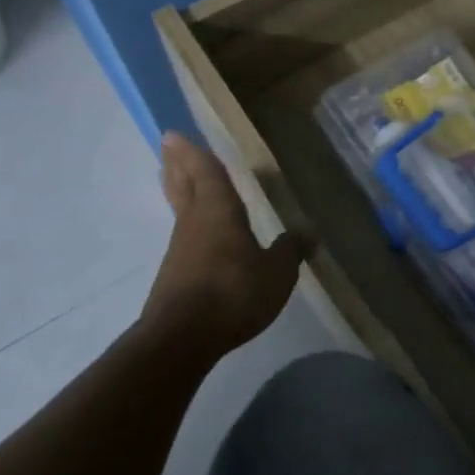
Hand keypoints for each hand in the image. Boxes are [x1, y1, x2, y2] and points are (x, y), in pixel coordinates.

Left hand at [140, 133, 307, 359]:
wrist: (181, 339)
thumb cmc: (233, 293)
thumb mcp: (277, 273)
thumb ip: (290, 250)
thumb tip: (307, 232)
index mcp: (218, 211)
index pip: (206, 173)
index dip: (194, 153)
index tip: (174, 134)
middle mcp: (194, 223)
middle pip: (182, 185)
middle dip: (177, 164)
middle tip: (167, 145)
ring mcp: (180, 250)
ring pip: (180, 209)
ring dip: (178, 190)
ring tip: (178, 178)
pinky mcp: (174, 275)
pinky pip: (184, 236)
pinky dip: (188, 222)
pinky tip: (198, 233)